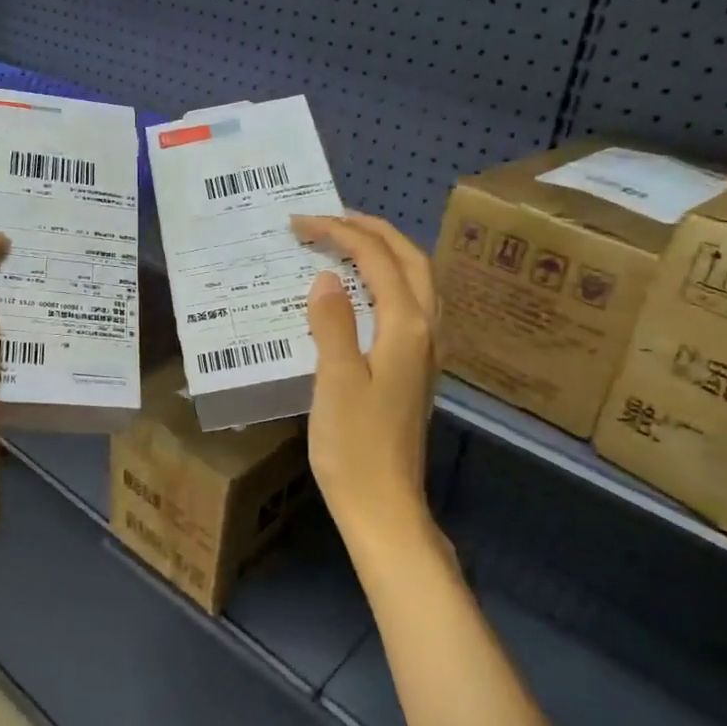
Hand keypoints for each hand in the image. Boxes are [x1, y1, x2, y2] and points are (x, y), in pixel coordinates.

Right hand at [292, 212, 440, 545]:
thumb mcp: (335, 380)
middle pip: (410, 261)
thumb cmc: (354, 446)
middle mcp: (425, 332)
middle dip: (372, 231)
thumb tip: (325, 278)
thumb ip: (332, 323)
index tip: (301, 223)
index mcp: (406, 328)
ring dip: (385, 252)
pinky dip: (387, 280)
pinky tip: (362, 291)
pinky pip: (409, 304)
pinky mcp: (415, 369)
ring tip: (347, 242)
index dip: (340, 234)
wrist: (384, 506)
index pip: (377, 260)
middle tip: (330, 220)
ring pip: (417, 282)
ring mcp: (425, 352)